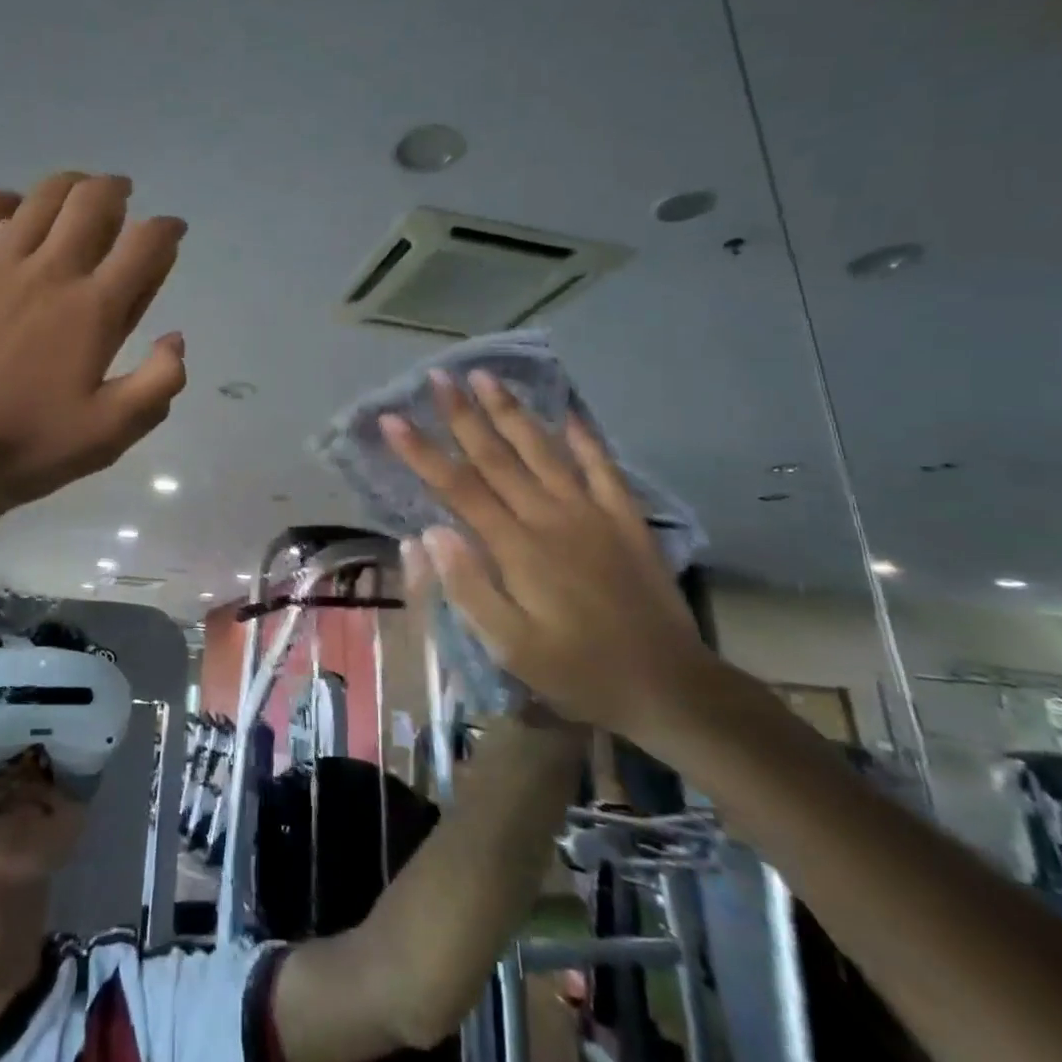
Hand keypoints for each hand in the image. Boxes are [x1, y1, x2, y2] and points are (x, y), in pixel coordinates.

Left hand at [0, 173, 186, 504]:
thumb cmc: (26, 437)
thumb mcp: (108, 432)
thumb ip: (157, 384)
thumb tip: (176, 339)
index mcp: (95, 308)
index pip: (144, 245)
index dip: (167, 230)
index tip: (172, 231)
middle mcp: (53, 271)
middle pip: (93, 202)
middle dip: (116, 190)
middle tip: (124, 196)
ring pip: (42, 197)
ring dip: (70, 184)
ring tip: (79, 190)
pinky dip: (2, 199)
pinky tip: (12, 210)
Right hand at [380, 370, 710, 734]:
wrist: (669, 685)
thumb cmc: (578, 670)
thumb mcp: (511, 647)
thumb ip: (468, 588)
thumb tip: (430, 532)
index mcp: (517, 548)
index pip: (458, 488)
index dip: (421, 451)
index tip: (392, 418)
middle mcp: (550, 516)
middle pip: (497, 456)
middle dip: (462, 414)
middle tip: (437, 375)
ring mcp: (592, 512)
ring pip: (543, 449)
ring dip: (511, 411)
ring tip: (486, 375)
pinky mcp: (625, 518)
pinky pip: (602, 466)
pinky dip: (585, 436)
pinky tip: (568, 411)